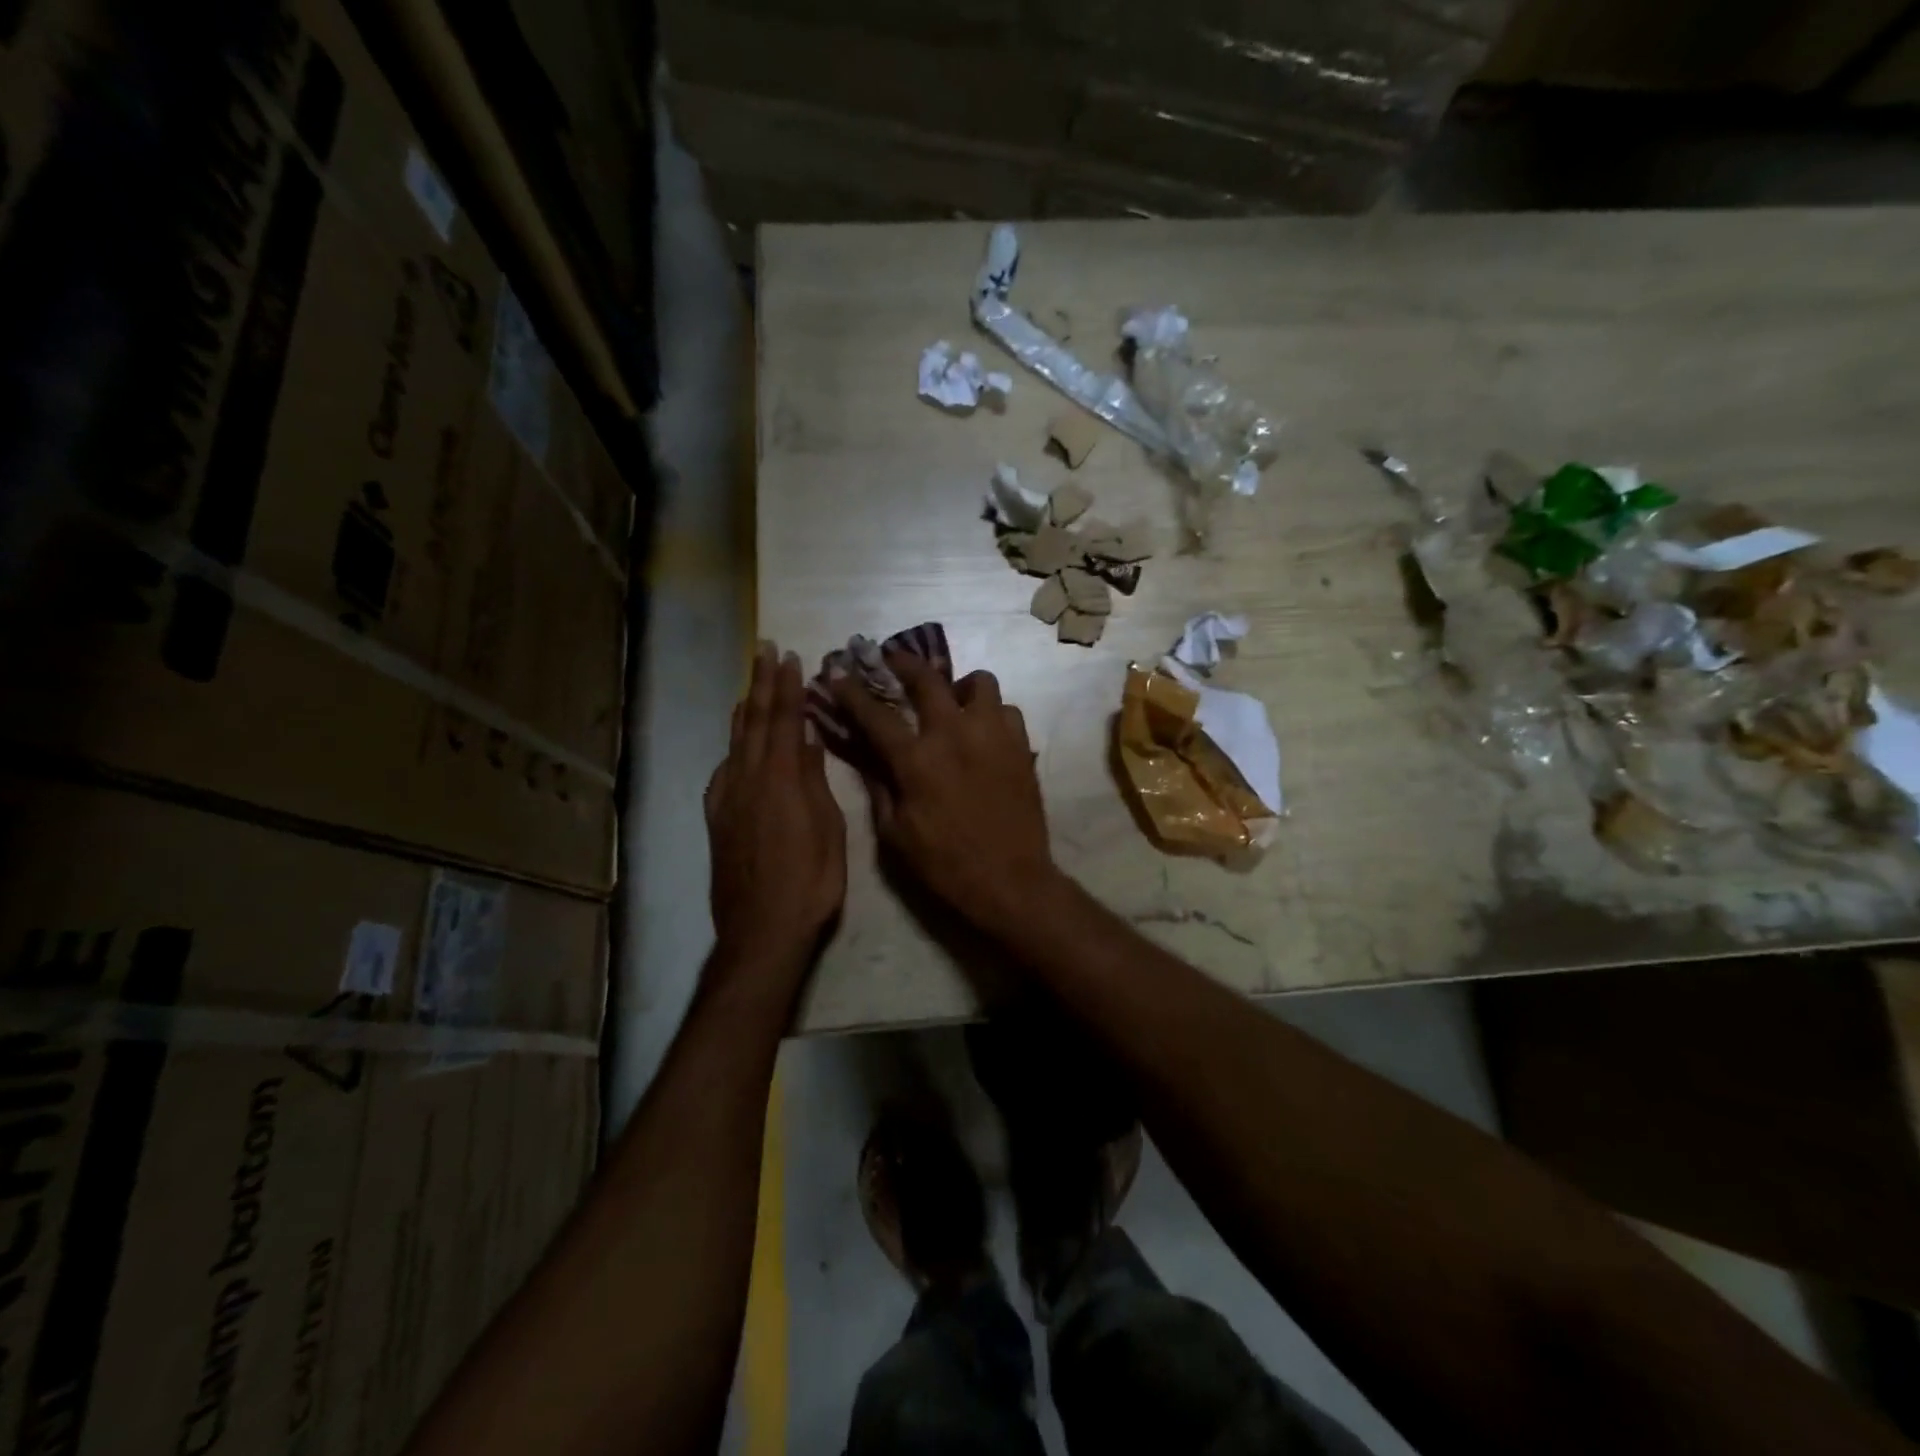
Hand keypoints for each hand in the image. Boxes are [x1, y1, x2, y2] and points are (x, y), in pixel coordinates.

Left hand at [706, 644, 846, 976]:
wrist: (761, 930)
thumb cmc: (810, 882)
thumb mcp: (829, 831)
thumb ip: (815, 783)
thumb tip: (808, 742)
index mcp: (781, 780)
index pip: (785, 721)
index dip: (787, 688)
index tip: (790, 658)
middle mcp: (749, 780)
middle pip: (755, 723)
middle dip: (762, 685)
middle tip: (764, 651)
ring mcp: (728, 800)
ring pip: (736, 743)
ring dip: (744, 710)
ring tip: (749, 686)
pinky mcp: (718, 819)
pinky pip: (723, 771)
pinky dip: (731, 747)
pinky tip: (735, 744)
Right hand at [832, 651, 1056, 931]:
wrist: (1010, 881)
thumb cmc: (945, 864)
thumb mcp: (895, 834)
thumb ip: (880, 787)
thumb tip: (868, 755)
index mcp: (916, 760)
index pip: (875, 714)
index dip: (851, 690)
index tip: (836, 671)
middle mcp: (955, 735)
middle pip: (927, 678)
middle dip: (904, 662)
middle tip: (893, 659)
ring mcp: (993, 735)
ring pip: (979, 682)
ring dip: (959, 686)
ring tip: (953, 701)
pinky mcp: (1021, 746)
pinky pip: (1006, 710)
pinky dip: (991, 713)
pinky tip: (983, 731)